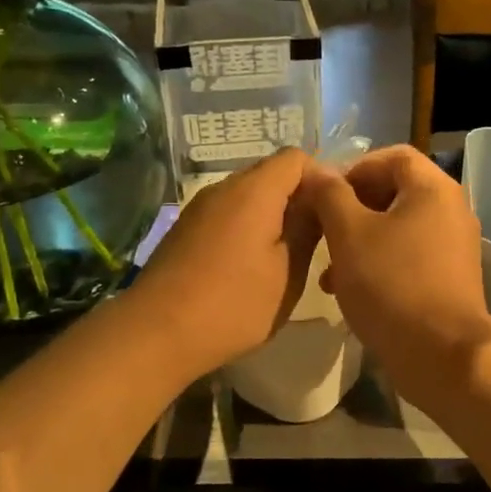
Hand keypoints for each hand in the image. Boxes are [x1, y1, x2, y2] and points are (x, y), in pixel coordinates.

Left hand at [127, 149, 322, 379]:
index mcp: (255, 190)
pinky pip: (228, 214)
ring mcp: (200, 208)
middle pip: (271, 174)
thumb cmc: (234, 304)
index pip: (297, 158)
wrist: (156, 333)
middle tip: (317, 238)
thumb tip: (321, 198)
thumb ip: (308, 228)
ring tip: (287, 256)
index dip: (321, 178)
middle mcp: (224, 188)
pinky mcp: (186, 230)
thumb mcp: (288, 271)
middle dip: (298, 198)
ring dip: (273, 216)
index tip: (334, 214)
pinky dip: (248, 228)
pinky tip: (251, 266)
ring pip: (248, 196)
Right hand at [299, 145, 490, 397]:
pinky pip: (409, 257)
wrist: (442, 354)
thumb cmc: (392, 284)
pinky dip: (379, 264)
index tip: (325, 195)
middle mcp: (451, 210)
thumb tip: (316, 170)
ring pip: (398, 229)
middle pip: (395, 192)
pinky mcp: (450, 279)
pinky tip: (350, 292)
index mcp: (434, 189)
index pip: (393, 156)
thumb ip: (329, 195)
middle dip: (352, 210)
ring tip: (328, 272)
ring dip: (360, 241)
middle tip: (323, 231)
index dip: (354, 168)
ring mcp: (454, 247)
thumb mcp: (349, 234)